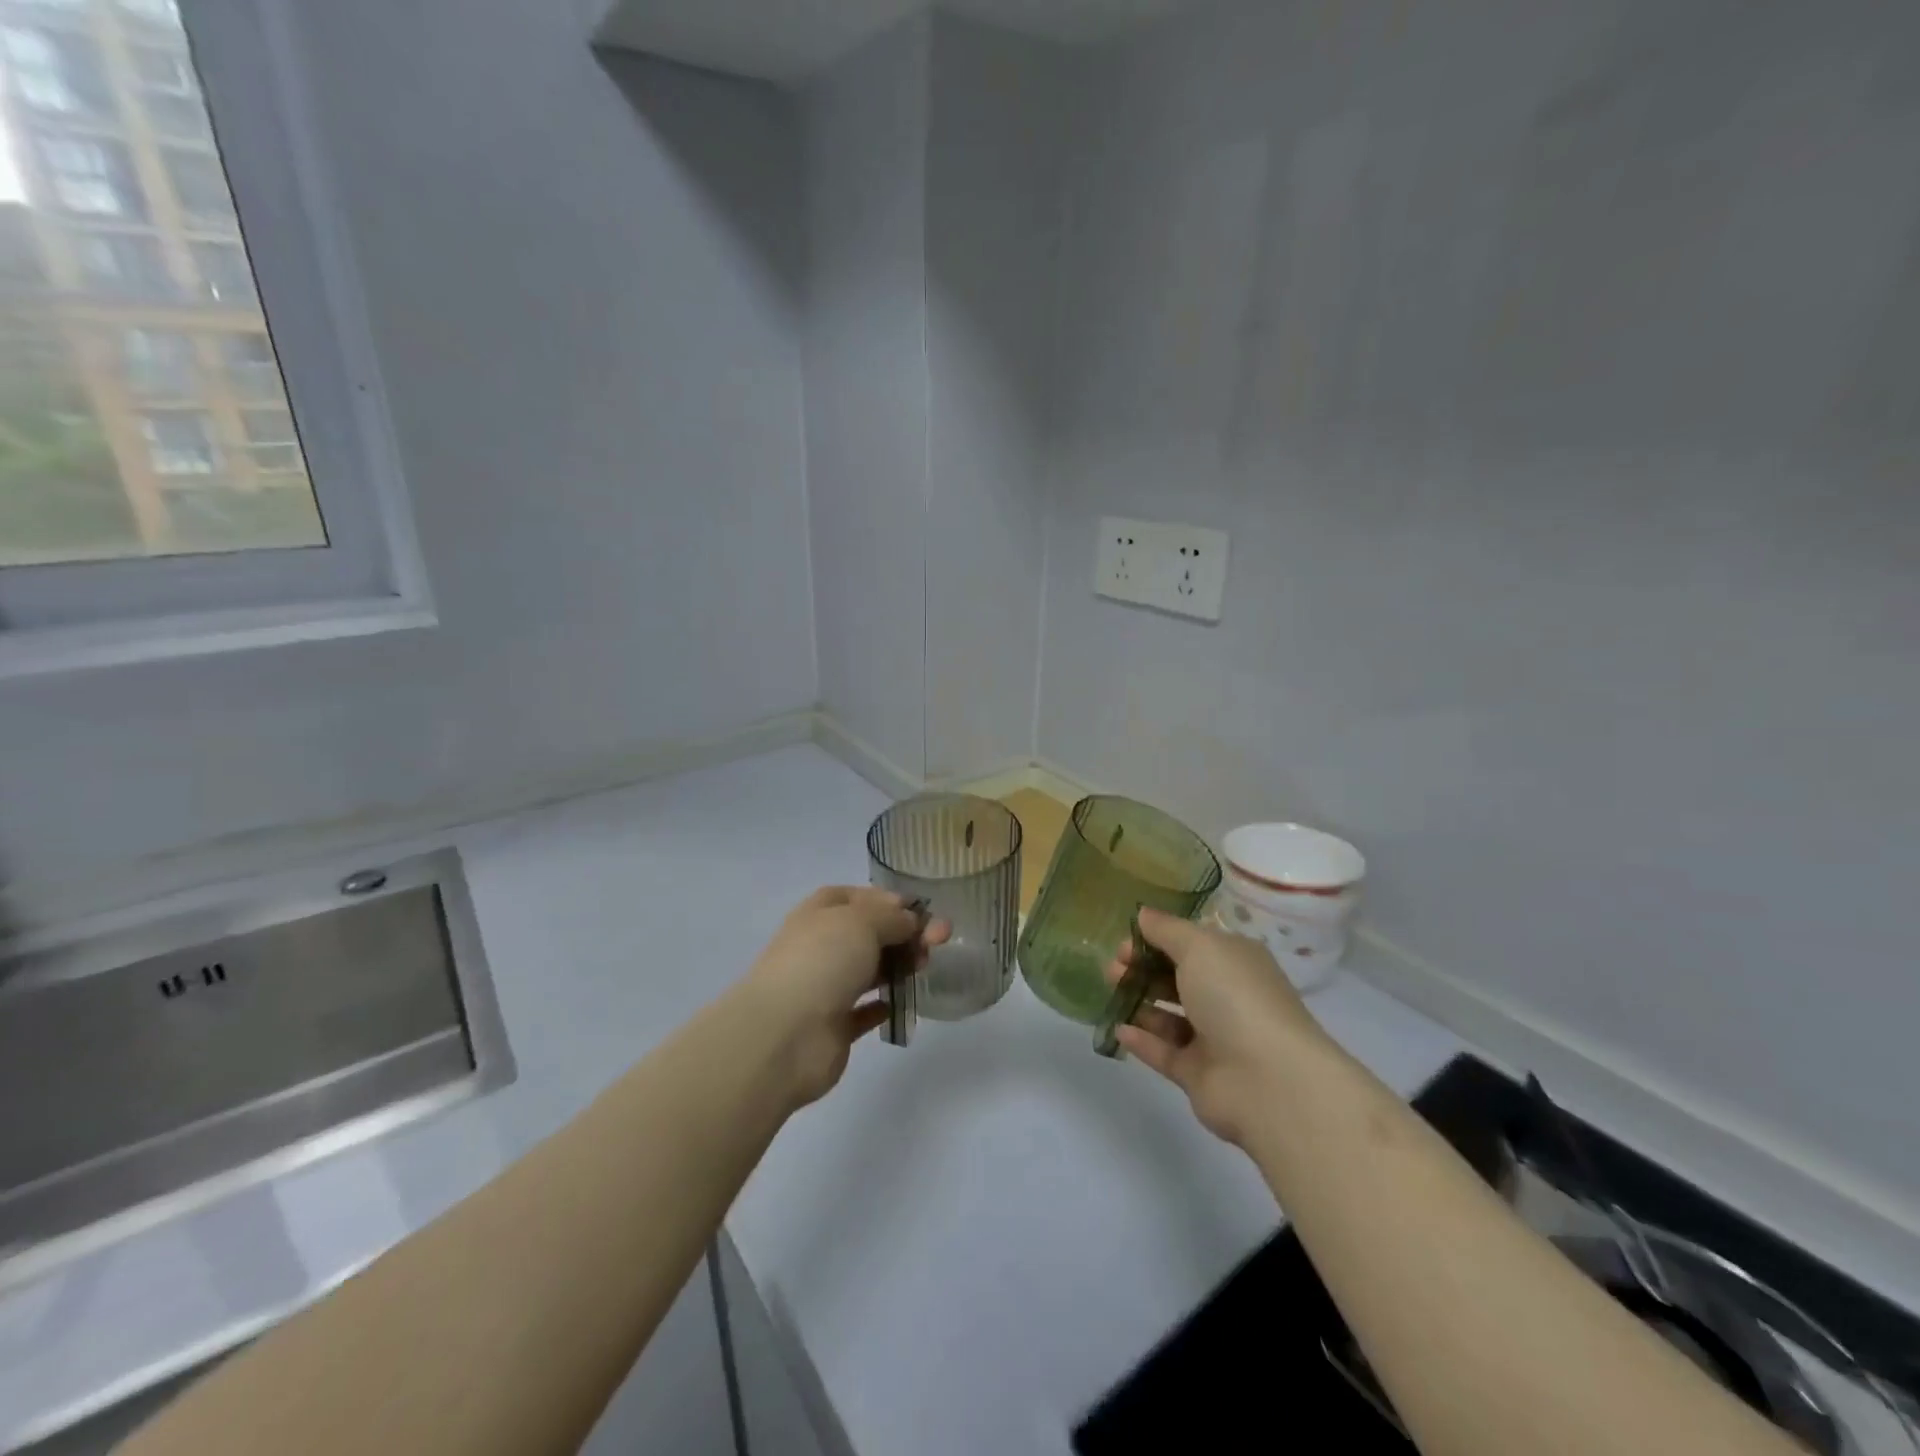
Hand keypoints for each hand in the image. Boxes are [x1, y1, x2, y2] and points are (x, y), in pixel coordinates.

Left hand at [743, 886, 949, 1108]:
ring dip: (899, 966)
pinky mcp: (833, 1026)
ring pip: (869, 970)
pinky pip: (864, 1011)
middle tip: (939, 942)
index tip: (919, 910)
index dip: (887, 900)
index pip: (856, 898)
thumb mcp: (862, 921)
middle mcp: (821, 946)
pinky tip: (901, 1002)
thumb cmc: (823, 962)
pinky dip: (883, 1004)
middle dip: (904, 934)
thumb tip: (909, 919)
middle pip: (869, 934)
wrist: (785, 1035)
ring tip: (924, 968)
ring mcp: (825, 987)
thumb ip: (892, 917)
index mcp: (819, 914)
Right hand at [1105, 906, 1329, 1147]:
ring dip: (1139, 1002)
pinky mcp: (1199, 1074)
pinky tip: (1118, 1029)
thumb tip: (1143, 914)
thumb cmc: (1235, 997)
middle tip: (1113, 968)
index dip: (1156, 940)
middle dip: (1142, 969)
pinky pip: (1164, 1053)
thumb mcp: (1199, 947)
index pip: (1191, 944)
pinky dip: (1141, 1040)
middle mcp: (1227, 997)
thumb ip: (1166, 930)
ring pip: (1169, 1016)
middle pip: (1177, 978)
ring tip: (1112, 993)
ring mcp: (1214, 1039)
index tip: (1125, 943)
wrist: (1269, 1080)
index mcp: (1234, 962)